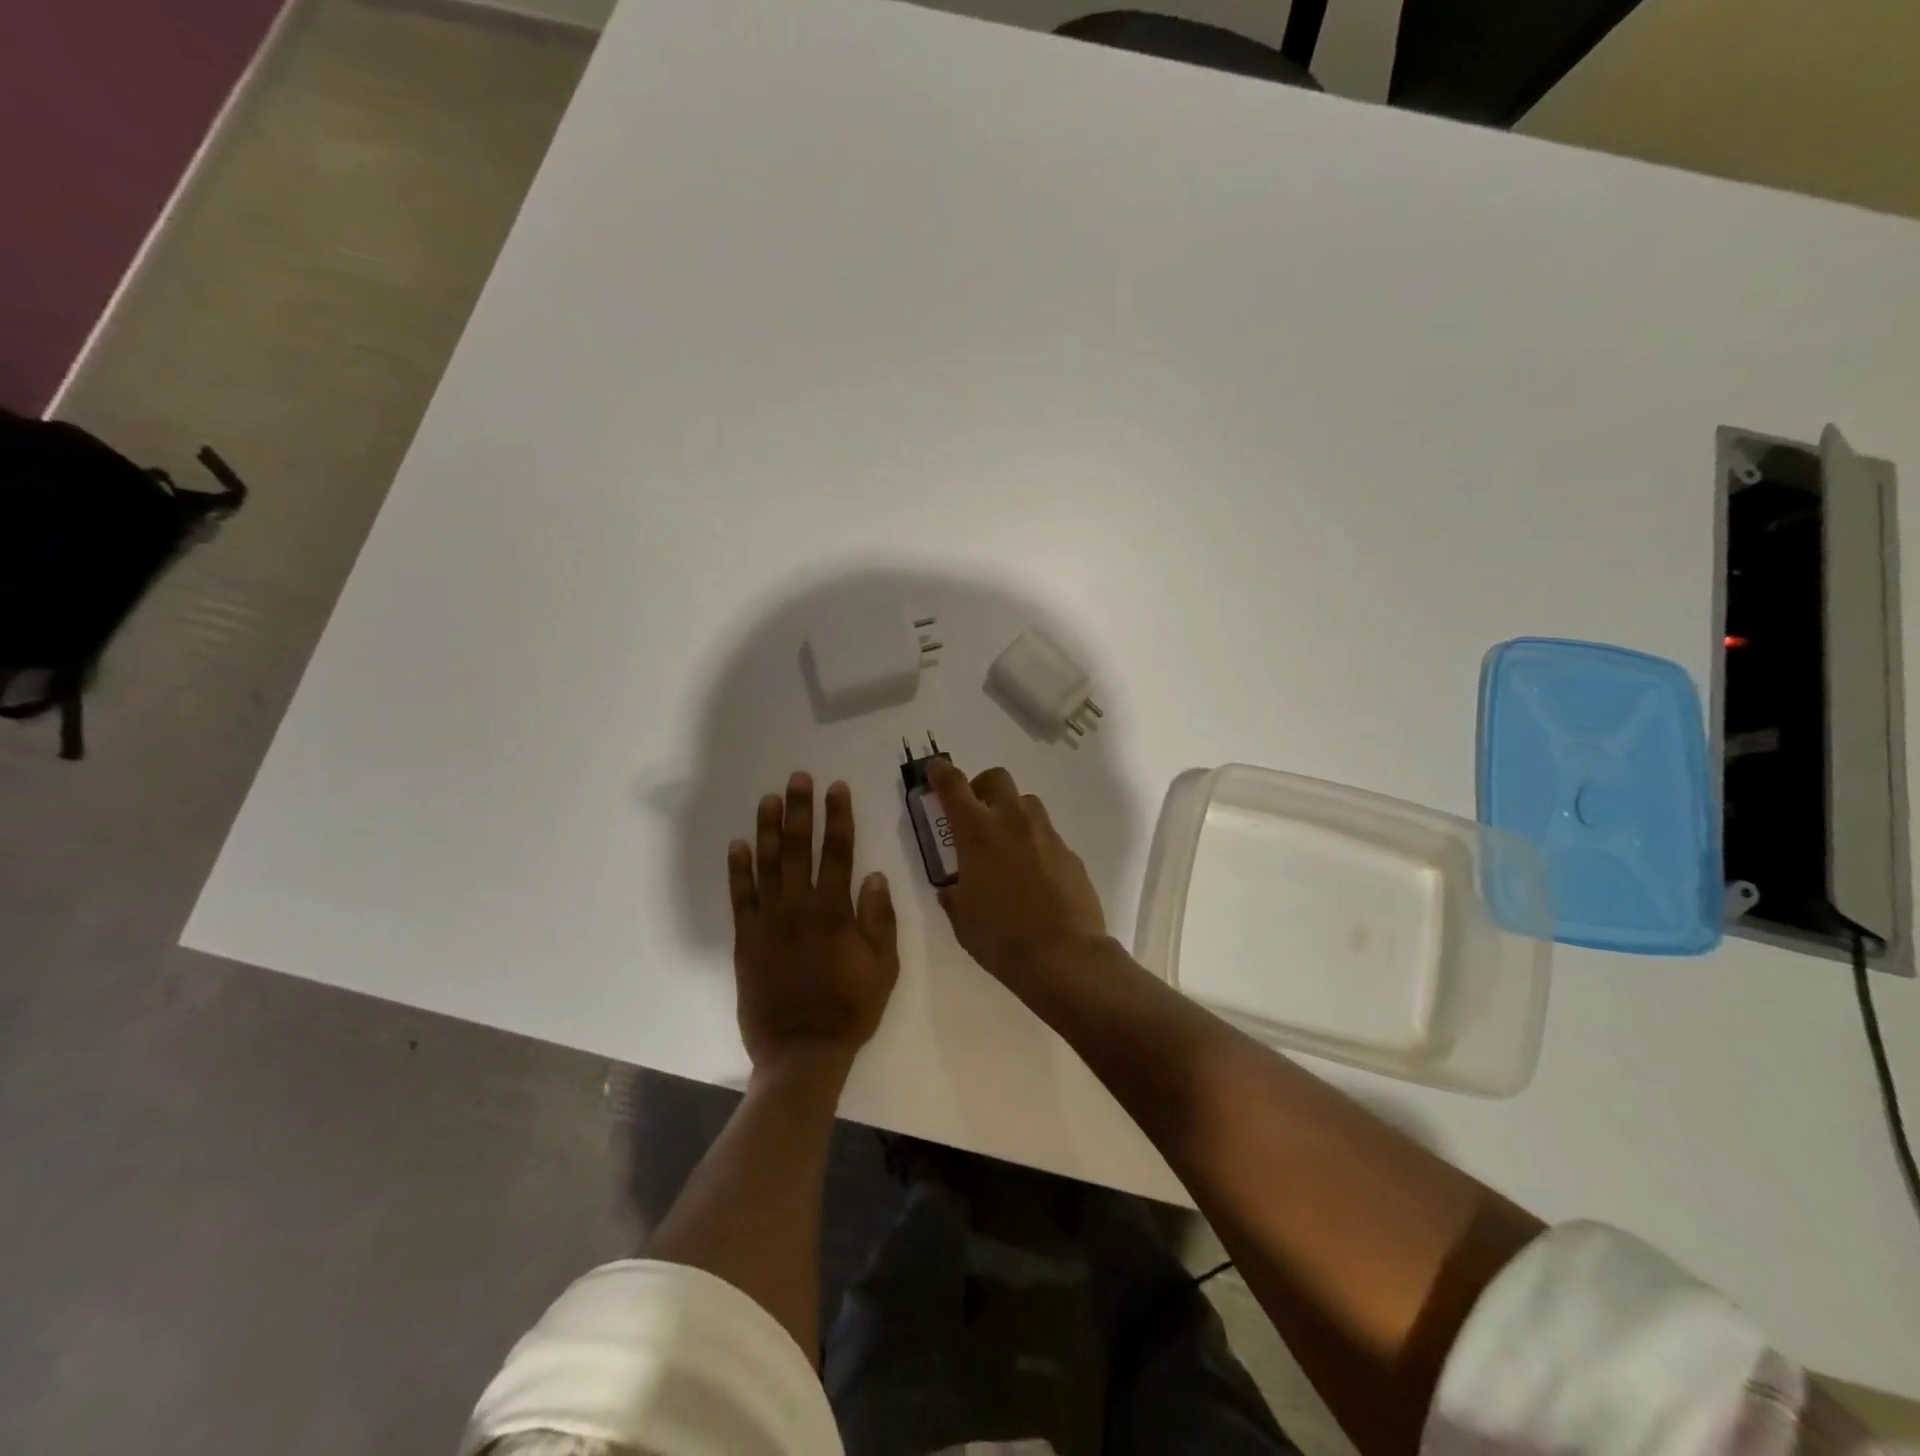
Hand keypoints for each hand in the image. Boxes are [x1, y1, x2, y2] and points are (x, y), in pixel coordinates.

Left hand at [728, 773, 898, 1073]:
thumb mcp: (883, 967)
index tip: (836, 788)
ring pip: (767, 864)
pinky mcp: (746, 939)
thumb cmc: (850, 1009)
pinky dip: (738, 870)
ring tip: (768, 798)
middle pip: (800, 848)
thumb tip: (873, 875)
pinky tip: (738, 844)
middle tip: (799, 778)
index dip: (839, 817)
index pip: (839, 852)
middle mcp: (800, 906)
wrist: (802, 1050)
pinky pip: (740, 897)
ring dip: (768, 828)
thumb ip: (880, 919)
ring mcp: (769, 921)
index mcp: (835, 910)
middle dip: (801, 810)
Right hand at [926, 759, 1106, 983]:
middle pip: (997, 778)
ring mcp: (1046, 835)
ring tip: (1005, 843)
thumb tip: (955, 888)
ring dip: (1011, 812)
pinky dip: (1034, 843)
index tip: (935, 769)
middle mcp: (1013, 822)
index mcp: (978, 833)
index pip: (954, 785)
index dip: (941, 772)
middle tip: (975, 811)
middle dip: (982, 786)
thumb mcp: (962, 918)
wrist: (1063, 955)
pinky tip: (1033, 874)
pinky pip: (1047, 835)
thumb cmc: (1000, 937)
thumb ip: (954, 893)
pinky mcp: (1070, 853)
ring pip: (1027, 803)